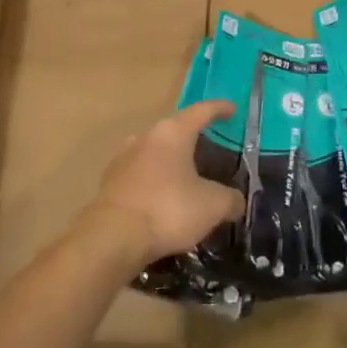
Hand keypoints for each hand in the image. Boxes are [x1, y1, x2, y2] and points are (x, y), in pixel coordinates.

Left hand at [86, 100, 243, 269]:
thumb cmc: (168, 210)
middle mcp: (146, 138)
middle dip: (192, 137)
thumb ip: (230, 200)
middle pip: (174, 130)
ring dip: (169, 160)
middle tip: (209, 148)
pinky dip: (153, 181)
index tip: (232, 109)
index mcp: (173, 133)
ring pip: (153, 151)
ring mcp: (123, 159)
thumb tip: (236, 202)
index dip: (219, 109)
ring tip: (183, 175)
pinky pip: (138, 175)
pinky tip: (160, 198)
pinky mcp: (109, 183)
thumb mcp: (212, 206)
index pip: (201, 111)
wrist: (112, 238)